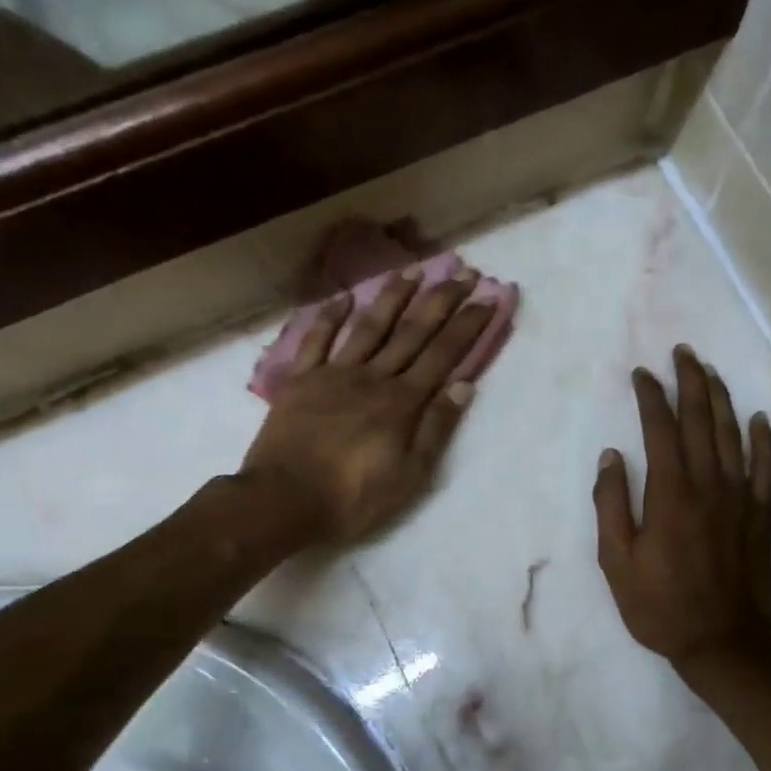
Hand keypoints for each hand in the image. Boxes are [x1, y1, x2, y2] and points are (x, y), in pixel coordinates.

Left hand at [241, 265, 493, 542]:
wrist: (283, 500)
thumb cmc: (353, 497)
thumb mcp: (409, 476)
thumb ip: (435, 429)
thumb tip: (463, 386)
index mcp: (401, 402)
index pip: (442, 356)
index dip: (467, 326)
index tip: (487, 298)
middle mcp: (373, 378)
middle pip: (412, 332)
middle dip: (440, 301)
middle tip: (462, 273)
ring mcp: (334, 374)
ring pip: (369, 327)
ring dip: (393, 298)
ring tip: (414, 271)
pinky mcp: (301, 381)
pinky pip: (317, 341)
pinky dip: (329, 317)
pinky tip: (344, 297)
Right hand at [594, 346, 770, 672]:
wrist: (721, 642)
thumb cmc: (659, 605)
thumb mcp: (616, 561)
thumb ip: (612, 504)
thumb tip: (611, 456)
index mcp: (670, 493)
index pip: (660, 430)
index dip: (652, 397)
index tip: (643, 374)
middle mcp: (708, 485)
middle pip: (701, 421)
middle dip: (690, 382)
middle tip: (683, 354)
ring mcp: (740, 498)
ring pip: (733, 436)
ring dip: (722, 400)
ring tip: (711, 373)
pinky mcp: (761, 516)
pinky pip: (767, 469)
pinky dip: (764, 441)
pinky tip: (760, 419)